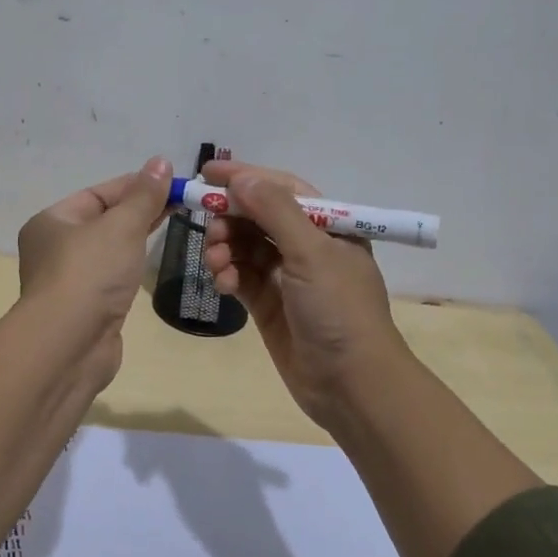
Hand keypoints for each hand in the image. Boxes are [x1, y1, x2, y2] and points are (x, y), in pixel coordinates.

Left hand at [16, 156, 173, 388]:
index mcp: (52, 222)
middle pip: (103, 220)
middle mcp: (54, 248)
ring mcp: (69, 281)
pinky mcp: (86, 308)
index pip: (98, 194)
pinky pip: (111, 276)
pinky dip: (130, 266)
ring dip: (136, 238)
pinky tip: (149, 262)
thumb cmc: (90, 273)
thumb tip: (161, 162)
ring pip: (108, 250)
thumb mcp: (121, 226)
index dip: (135, 185)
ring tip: (174, 225)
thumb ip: (144, 196)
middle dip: (140, 210)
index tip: (171, 182)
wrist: (69, 345)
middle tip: (181, 202)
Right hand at [200, 160, 411, 428]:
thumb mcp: (311, 253)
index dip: (245, 177)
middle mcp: (306, 246)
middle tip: (208, 226)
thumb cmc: (339, 309)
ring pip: (244, 246)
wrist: (351, 384)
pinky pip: (241, 276)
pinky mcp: (269, 304)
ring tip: (216, 263)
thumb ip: (275, 212)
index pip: (281, 188)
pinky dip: (228, 276)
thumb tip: (242, 178)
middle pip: (257, 216)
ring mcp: (286, 276)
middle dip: (230, 217)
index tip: (206, 172)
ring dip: (225, 248)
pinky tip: (224, 285)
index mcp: (327, 226)